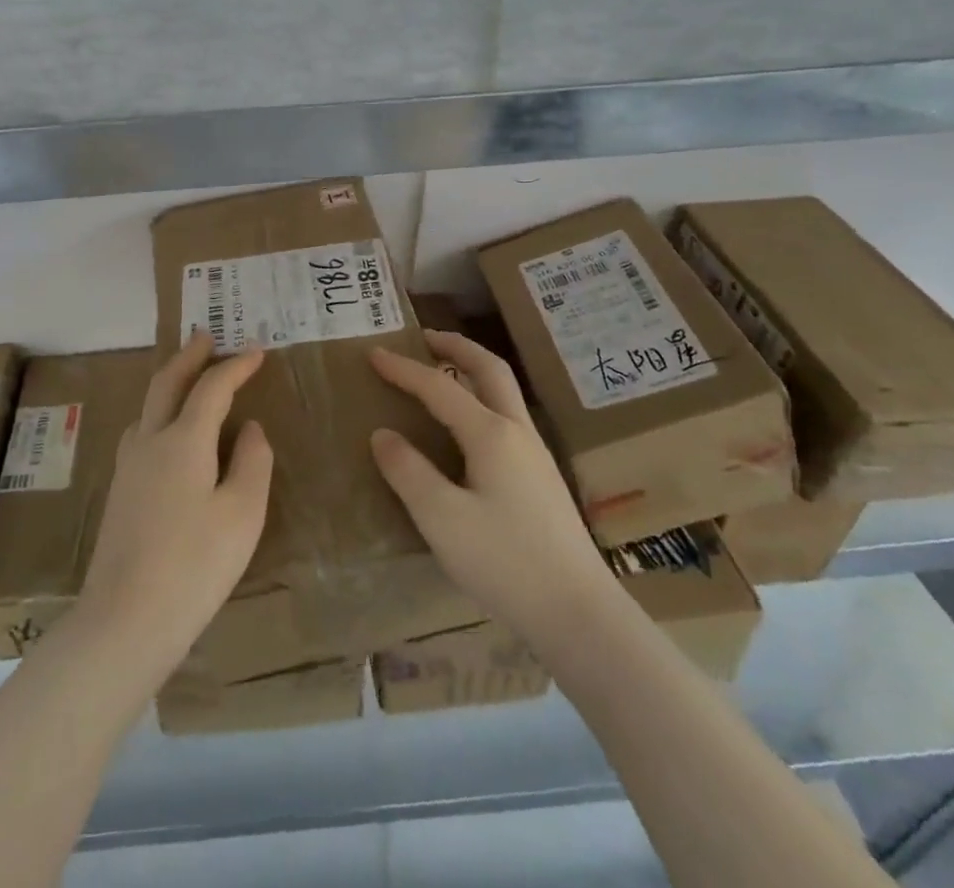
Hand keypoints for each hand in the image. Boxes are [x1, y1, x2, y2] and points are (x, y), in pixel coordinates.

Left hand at [70, 332, 273, 686]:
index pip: (212, 387)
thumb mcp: (242, 514)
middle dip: (188, 355)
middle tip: (206, 335)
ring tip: (189, 377)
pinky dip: (159, 411)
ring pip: (148, 405)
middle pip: (167, 382)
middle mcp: (150, 441)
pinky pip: (141, 430)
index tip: (257, 351)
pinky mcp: (119, 490)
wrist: (124, 620)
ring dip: (170, 381)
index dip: (235, 365)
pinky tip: (167, 432)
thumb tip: (249, 428)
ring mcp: (128, 465)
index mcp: (183, 440)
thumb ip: (252, 462)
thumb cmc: (195, 565)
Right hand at [370, 329, 616, 648]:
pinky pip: (507, 416)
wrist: (580, 615)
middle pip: (489, 369)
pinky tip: (468, 426)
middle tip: (424, 337)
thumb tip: (383, 434)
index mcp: (491, 434)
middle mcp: (517, 432)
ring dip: (472, 369)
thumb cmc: (505, 563)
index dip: (403, 369)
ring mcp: (535, 455)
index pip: (439, 387)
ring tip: (442, 372)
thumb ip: (408, 472)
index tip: (373, 353)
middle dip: (455, 346)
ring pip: (504, 391)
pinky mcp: (542, 479)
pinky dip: (482, 398)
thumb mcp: (442, 519)